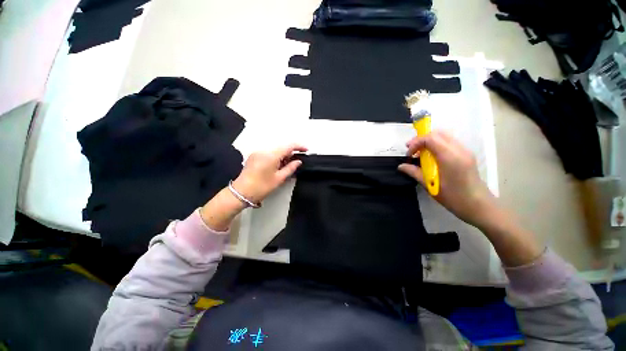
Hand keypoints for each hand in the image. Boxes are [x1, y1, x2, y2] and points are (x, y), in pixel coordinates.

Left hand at [232, 144, 307, 203]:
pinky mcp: (254, 156)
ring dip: (283, 155)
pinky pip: (268, 153)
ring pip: (275, 150)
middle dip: (291, 152)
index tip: (306, 150)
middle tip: (297, 161)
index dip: (299, 146)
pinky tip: (278, 165)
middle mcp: (264, 150)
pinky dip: (276, 156)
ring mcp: (258, 152)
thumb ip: (290, 168)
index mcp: (271, 155)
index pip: (288, 146)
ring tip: (288, 165)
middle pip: (282, 147)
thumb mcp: (279, 179)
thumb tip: (298, 161)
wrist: (241, 192)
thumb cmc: (262, 187)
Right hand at [398, 131, 496, 228]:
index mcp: (449, 157)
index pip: (430, 138)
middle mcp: (458, 150)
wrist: (479, 206)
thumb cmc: (453, 198)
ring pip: (444, 136)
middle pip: (437, 133)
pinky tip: (432, 156)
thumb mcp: (430, 186)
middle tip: (411, 150)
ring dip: (429, 141)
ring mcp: (464, 151)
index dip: (416, 143)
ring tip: (420, 152)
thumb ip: (414, 173)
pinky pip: (449, 142)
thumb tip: (401, 166)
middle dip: (421, 139)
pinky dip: (437, 144)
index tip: (409, 155)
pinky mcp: (466, 155)